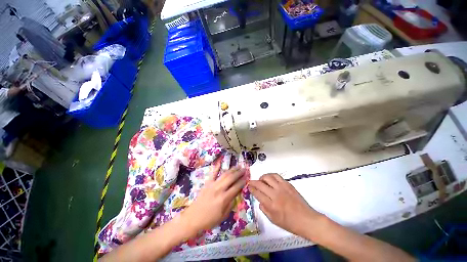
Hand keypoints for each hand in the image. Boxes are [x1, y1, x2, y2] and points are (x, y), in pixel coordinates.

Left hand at [181, 163, 245, 237]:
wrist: (193, 218)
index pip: (236, 187)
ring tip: (237, 166)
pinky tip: (220, 162)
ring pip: (224, 174)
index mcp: (224, 198)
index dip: (242, 181)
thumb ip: (231, 204)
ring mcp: (213, 184)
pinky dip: (217, 167)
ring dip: (232, 169)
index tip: (247, 177)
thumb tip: (237, 194)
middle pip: (231, 178)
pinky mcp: (207, 183)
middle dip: (239, 173)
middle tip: (244, 169)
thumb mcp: (223, 216)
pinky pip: (213, 173)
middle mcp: (219, 189)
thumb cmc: (209, 219)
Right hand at [249, 174, 322, 235]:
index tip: (249, 186)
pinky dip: (271, 175)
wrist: (307, 220)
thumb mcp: (274, 220)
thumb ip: (264, 209)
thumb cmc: (290, 223)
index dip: (251, 189)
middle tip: (251, 182)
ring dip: (262, 177)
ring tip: (261, 180)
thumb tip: (259, 200)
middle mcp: (275, 194)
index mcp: (271, 205)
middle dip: (253, 182)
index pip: (257, 193)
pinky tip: (270, 178)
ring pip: (268, 177)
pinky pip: (277, 176)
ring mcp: (282, 188)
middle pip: (260, 184)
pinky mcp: (288, 184)